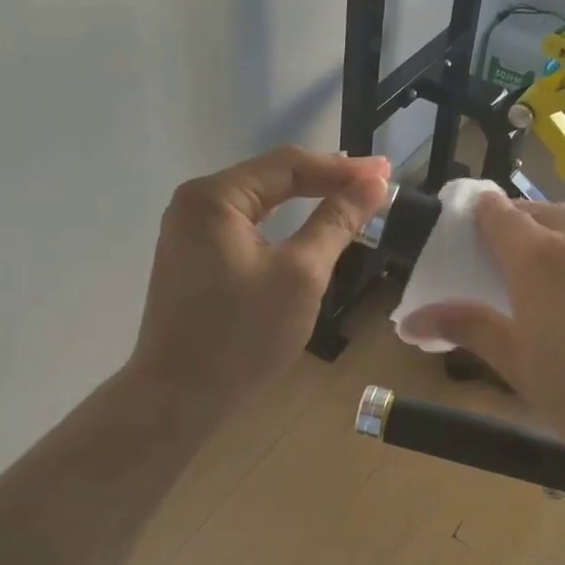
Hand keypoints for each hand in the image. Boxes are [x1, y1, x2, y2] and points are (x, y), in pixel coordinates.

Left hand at [126, 146, 388, 421]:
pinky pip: (244, 225)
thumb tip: (373, 184)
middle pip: (270, 178)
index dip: (341, 168)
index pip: (288, 166)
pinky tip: (305, 226)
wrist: (178, 398)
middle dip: (324, 179)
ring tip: (348, 197)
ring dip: (303, 199)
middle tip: (373, 183)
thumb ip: (336, 222)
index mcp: (214, 197)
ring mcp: (187, 230)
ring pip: (257, 202)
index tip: (385, 172)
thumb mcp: (301, 275)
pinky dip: (280, 223)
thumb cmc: (242, 336)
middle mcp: (194, 203)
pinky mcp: (191, 257)